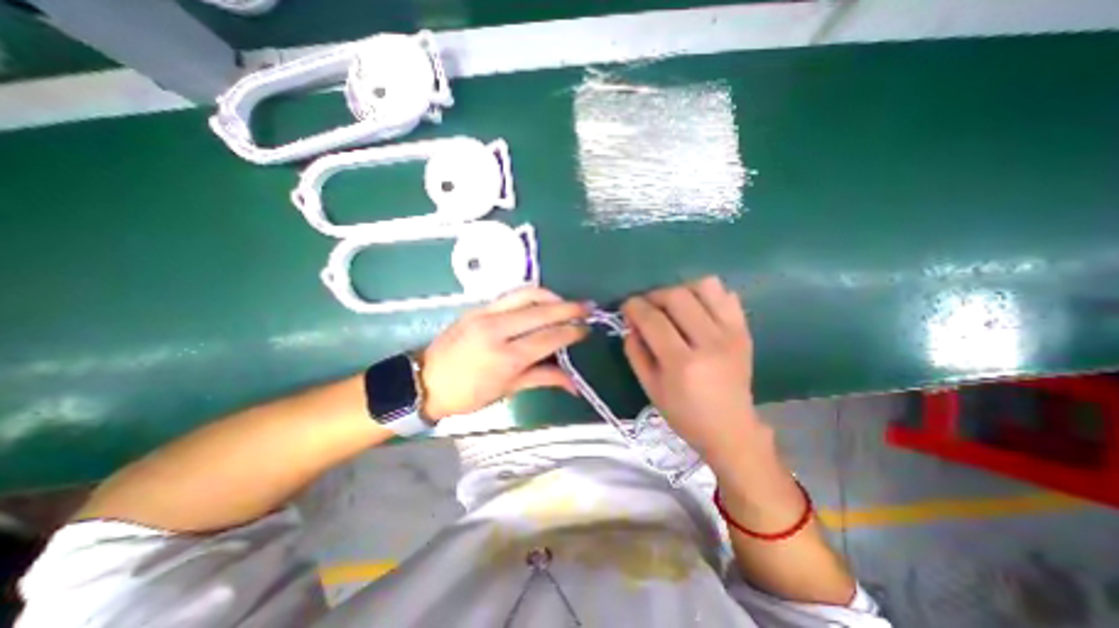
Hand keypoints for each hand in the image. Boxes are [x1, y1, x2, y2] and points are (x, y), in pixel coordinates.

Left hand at [422, 288, 593, 422]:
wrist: (425, 380)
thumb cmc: (468, 394)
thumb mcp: (507, 390)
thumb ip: (543, 379)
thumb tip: (574, 384)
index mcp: (507, 357)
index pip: (549, 337)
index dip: (571, 331)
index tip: (586, 329)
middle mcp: (498, 330)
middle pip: (542, 311)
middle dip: (569, 308)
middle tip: (587, 307)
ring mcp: (486, 314)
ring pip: (527, 294)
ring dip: (551, 296)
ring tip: (565, 302)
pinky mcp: (478, 307)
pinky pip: (511, 295)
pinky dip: (532, 295)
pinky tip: (542, 302)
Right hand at [620, 278, 759, 468]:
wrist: (731, 429)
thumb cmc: (684, 414)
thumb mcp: (649, 388)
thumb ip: (635, 351)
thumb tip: (630, 322)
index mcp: (682, 364)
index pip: (653, 320)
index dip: (635, 307)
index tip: (627, 306)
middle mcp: (710, 343)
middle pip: (677, 296)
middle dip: (654, 295)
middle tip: (647, 307)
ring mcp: (732, 334)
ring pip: (705, 287)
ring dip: (682, 290)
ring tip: (673, 306)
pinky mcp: (744, 331)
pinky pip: (726, 295)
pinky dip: (707, 295)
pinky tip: (696, 310)